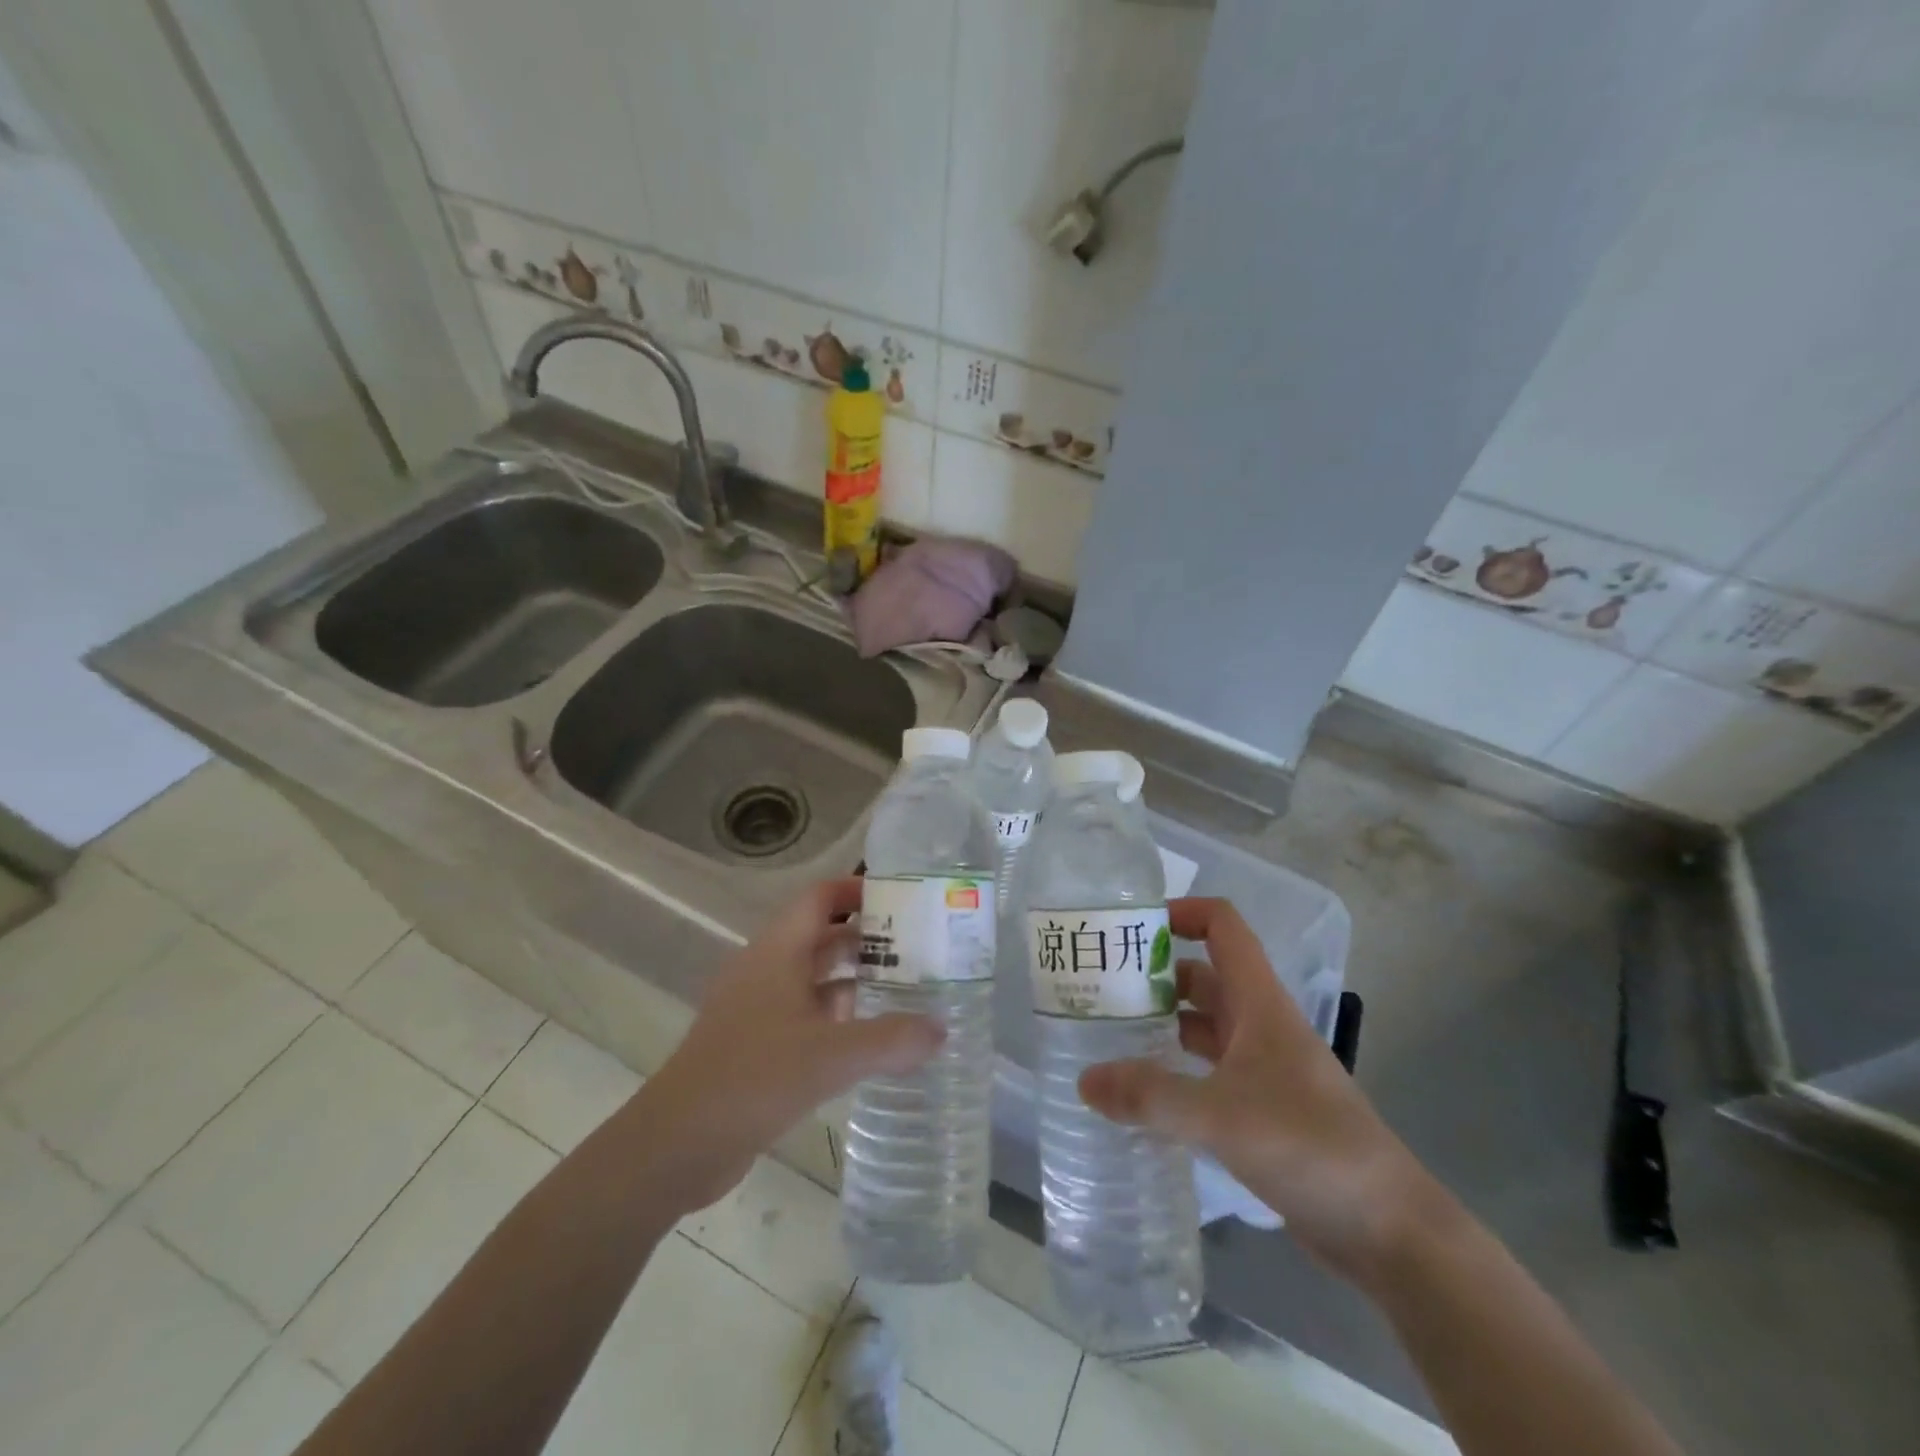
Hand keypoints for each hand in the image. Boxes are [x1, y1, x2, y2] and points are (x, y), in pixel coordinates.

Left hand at [638, 878, 943, 1212]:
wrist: (677, 1143)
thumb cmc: (753, 1078)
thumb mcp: (830, 1056)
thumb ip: (891, 1040)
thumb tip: (942, 1028)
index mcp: (778, 951)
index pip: (819, 898)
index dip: (857, 891)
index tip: (902, 900)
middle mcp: (766, 969)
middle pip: (821, 936)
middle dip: (867, 939)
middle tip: (919, 949)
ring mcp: (758, 1008)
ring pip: (814, 978)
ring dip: (855, 980)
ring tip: (906, 990)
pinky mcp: (756, 1044)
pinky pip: (805, 1015)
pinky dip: (837, 1018)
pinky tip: (870, 1039)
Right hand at [1079, 897, 1441, 1283]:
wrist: (1389, 1230)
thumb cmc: (1310, 1147)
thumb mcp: (1221, 1116)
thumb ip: (1150, 1096)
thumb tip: (1084, 1080)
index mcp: (1259, 1002)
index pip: (1223, 927)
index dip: (1181, 912)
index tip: (1130, 927)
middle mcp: (1260, 1024)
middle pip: (1203, 975)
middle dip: (1154, 973)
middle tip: (1098, 987)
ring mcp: (1263, 1068)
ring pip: (1203, 1026)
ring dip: (1161, 1023)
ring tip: (1106, 1035)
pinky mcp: (1262, 1109)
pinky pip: (1207, 1072)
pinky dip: (1175, 1070)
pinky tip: (1141, 1092)